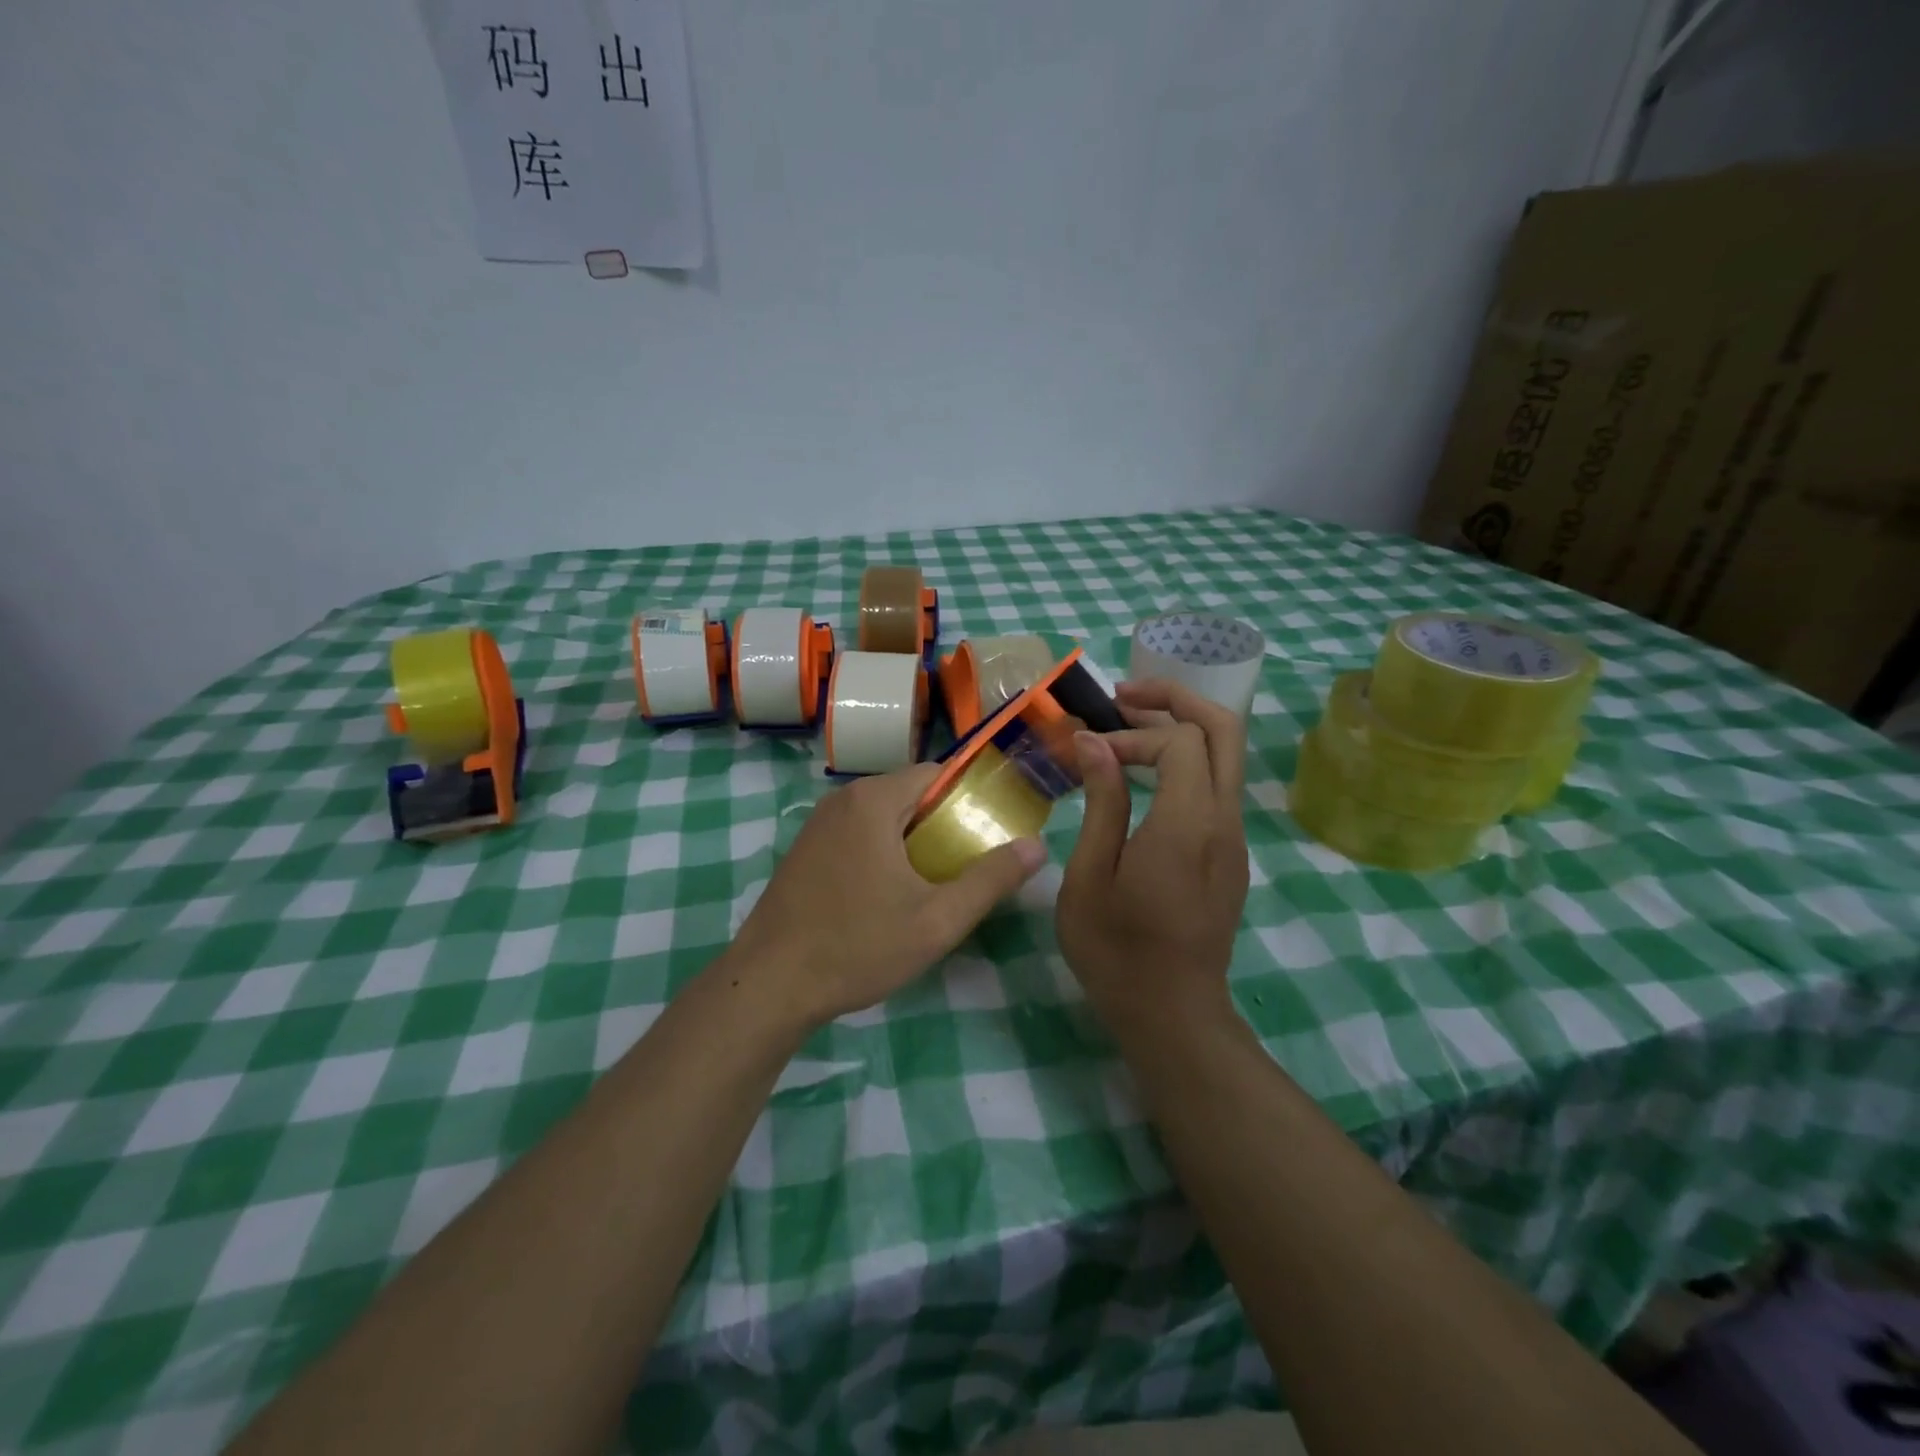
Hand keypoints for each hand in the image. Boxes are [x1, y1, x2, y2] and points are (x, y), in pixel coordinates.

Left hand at [728, 764, 1045, 1028]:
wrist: (768, 986)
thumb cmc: (858, 947)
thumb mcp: (937, 920)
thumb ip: (990, 880)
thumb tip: (1037, 846)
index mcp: (873, 801)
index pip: (936, 772)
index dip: (968, 797)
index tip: (988, 832)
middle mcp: (841, 800)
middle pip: (908, 793)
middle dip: (941, 822)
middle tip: (964, 865)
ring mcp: (817, 825)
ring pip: (881, 815)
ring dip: (911, 839)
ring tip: (932, 883)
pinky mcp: (804, 850)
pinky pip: (856, 833)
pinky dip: (881, 850)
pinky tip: (886, 895)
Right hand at [1057, 680, 1249, 1029]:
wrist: (1173, 1014)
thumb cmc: (1116, 950)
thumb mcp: (1090, 876)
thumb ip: (1101, 803)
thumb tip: (1094, 743)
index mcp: (1187, 825)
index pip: (1179, 741)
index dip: (1132, 733)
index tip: (1089, 752)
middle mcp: (1224, 820)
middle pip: (1224, 730)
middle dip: (1177, 699)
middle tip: (1124, 695)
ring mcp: (1235, 838)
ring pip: (1227, 756)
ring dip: (1181, 728)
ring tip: (1127, 726)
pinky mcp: (1231, 853)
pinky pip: (1218, 786)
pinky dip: (1185, 761)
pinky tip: (1144, 775)